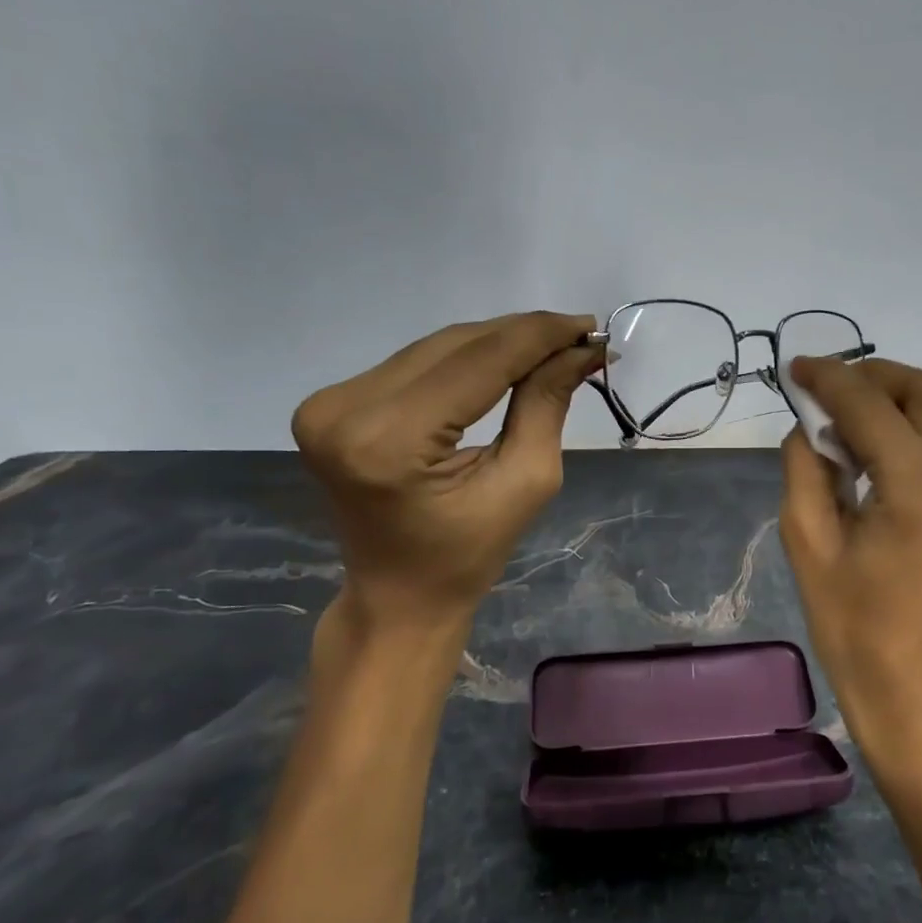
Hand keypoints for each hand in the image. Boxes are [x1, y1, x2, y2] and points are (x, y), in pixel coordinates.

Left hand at [291, 312, 600, 632]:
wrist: (397, 596)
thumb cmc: (468, 555)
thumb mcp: (525, 481)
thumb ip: (547, 403)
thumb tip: (582, 349)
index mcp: (389, 442)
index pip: (480, 362)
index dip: (540, 336)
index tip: (591, 326)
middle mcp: (346, 410)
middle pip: (455, 345)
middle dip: (523, 336)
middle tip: (579, 338)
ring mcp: (330, 403)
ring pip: (436, 347)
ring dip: (497, 342)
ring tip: (551, 346)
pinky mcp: (331, 403)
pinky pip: (416, 362)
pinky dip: (465, 358)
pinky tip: (505, 360)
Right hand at [778, 358, 921, 760]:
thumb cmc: (854, 628)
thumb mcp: (807, 542)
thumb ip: (806, 464)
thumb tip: (813, 421)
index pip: (871, 405)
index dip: (830, 378)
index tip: (798, 369)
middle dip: (873, 376)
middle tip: (829, 389)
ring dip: (899, 400)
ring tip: (853, 419)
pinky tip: (888, 451)